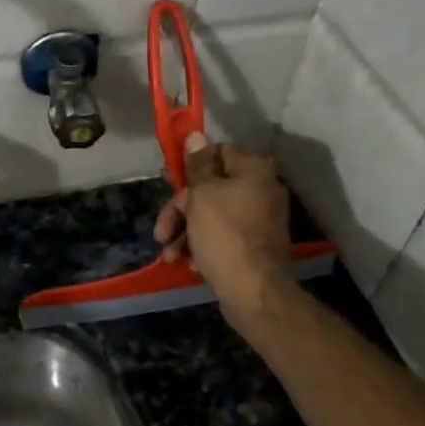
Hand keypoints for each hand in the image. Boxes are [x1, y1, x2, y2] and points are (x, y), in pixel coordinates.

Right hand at [153, 131, 293, 318]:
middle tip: (161, 232)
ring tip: (170, 254)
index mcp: (253, 170)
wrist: (254, 291)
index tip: (169, 183)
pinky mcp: (256, 245)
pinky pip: (224, 236)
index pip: (216, 153)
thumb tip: (196, 135)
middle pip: (211, 188)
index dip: (190, 168)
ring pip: (213, 214)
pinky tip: (189, 263)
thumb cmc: (224, 234)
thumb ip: (198, 164)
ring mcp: (261, 219)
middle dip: (181, 210)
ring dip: (186, 231)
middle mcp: (262, 189)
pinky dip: (204, 245)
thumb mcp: (202, 194)